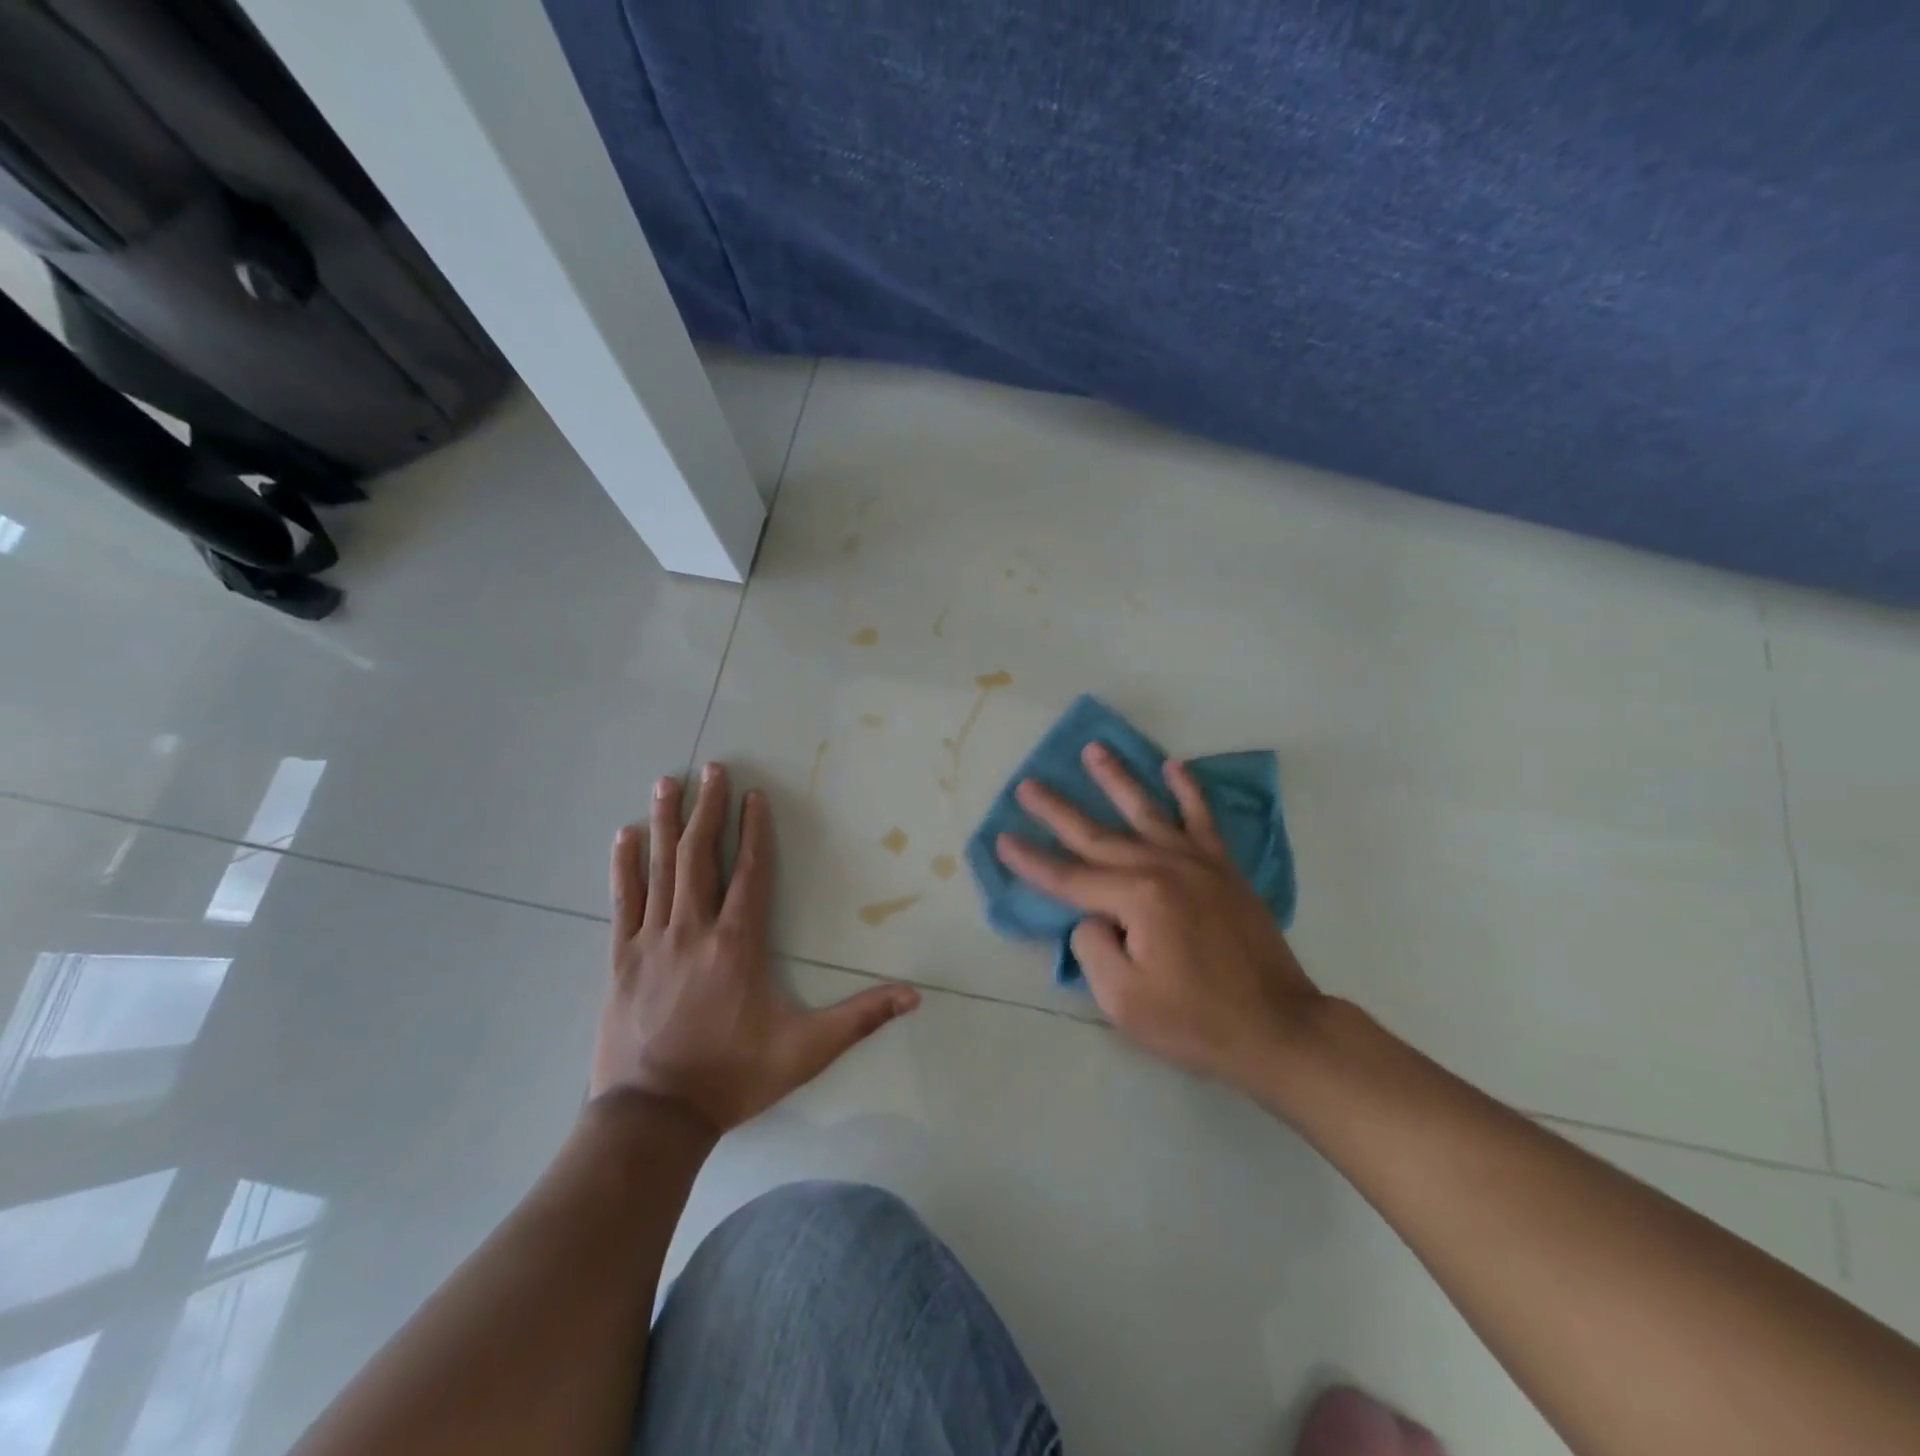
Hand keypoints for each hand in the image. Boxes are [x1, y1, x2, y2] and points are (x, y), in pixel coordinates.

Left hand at [591, 763, 919, 1133]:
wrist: (652, 1118)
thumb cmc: (733, 1076)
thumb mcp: (806, 1050)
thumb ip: (860, 1018)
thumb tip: (914, 995)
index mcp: (737, 944)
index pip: (750, 872)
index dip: (754, 830)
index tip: (755, 793)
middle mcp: (694, 930)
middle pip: (700, 856)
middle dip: (707, 808)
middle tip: (710, 768)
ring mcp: (651, 941)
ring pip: (659, 869)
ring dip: (664, 823)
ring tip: (666, 782)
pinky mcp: (620, 959)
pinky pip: (622, 901)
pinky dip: (624, 866)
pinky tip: (623, 835)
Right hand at [995, 743, 1322, 1094]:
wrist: (1279, 1027)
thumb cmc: (1195, 1021)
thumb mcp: (1123, 1000)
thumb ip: (1093, 948)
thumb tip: (1092, 916)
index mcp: (1138, 898)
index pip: (1069, 877)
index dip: (1032, 860)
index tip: (1001, 839)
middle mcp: (1164, 867)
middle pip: (1099, 834)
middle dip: (1058, 810)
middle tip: (1027, 784)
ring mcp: (1197, 863)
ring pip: (1147, 810)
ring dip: (1116, 779)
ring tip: (1093, 750)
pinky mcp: (1224, 869)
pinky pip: (1201, 818)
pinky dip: (1187, 790)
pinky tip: (1172, 766)